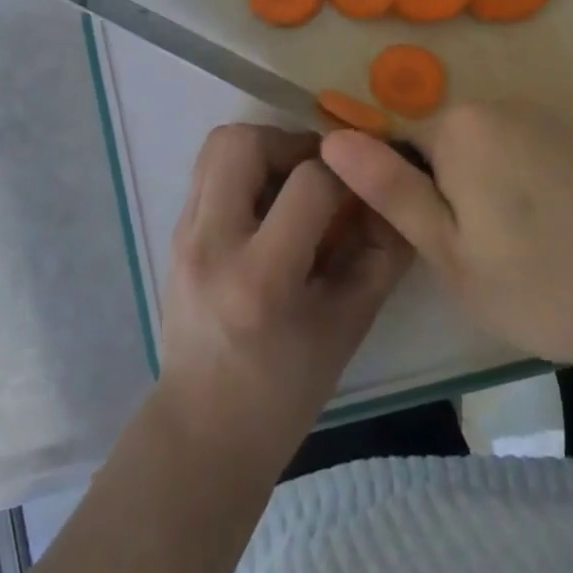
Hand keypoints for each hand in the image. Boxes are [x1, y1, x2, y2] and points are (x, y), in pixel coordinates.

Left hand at [158, 124, 412, 469]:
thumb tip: (398, 196)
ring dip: (264, 148)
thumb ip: (381, 257)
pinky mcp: (174, 231)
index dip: (348, 174)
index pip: (309, 184)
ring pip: (220, 144)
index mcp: (260, 280)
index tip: (364, 185)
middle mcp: (212, 244)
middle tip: (319, 173)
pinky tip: (267, 207)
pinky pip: (209, 170)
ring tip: (291, 184)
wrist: (202, 431)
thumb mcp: (348, 328)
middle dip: (292, 143)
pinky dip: (243, 169)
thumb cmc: (283, 392)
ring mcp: (184, 234)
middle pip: (244, 142)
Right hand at [322, 102, 572, 369]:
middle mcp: (497, 105)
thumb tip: (332, 139)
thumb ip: (389, 189)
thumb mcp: (448, 250)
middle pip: (446, 146)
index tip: (436, 243)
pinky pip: (526, 155)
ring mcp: (543, 117)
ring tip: (519, 254)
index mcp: (458, 126)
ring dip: (488, 192)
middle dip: (449, 194)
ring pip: (486, 153)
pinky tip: (553, 235)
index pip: (401, 146)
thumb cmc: (537, 277)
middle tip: (477, 259)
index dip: (409, 196)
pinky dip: (525, 189)